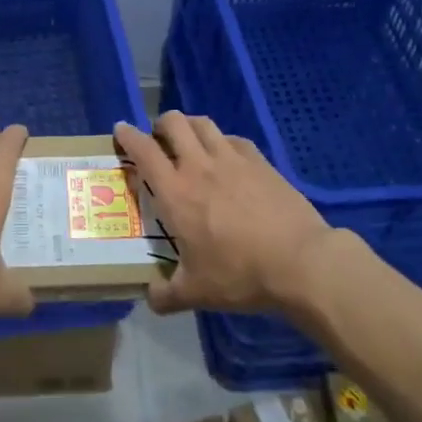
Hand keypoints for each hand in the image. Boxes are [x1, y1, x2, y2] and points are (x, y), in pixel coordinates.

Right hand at [115, 112, 360, 316]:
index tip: (120, 131)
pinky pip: (234, 139)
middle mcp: (199, 166)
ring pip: (203, 124)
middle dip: (160, 125)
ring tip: (189, 139)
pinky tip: (226, 156)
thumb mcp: (196, 292)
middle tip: (158, 139)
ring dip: (189, 125)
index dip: (128, 136)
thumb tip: (151, 298)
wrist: (300, 262)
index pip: (143, 151)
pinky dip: (222, 140)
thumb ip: (167, 295)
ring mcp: (232, 160)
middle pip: (174, 123)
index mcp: (176, 192)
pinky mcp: (261, 162)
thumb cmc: (239, 274)